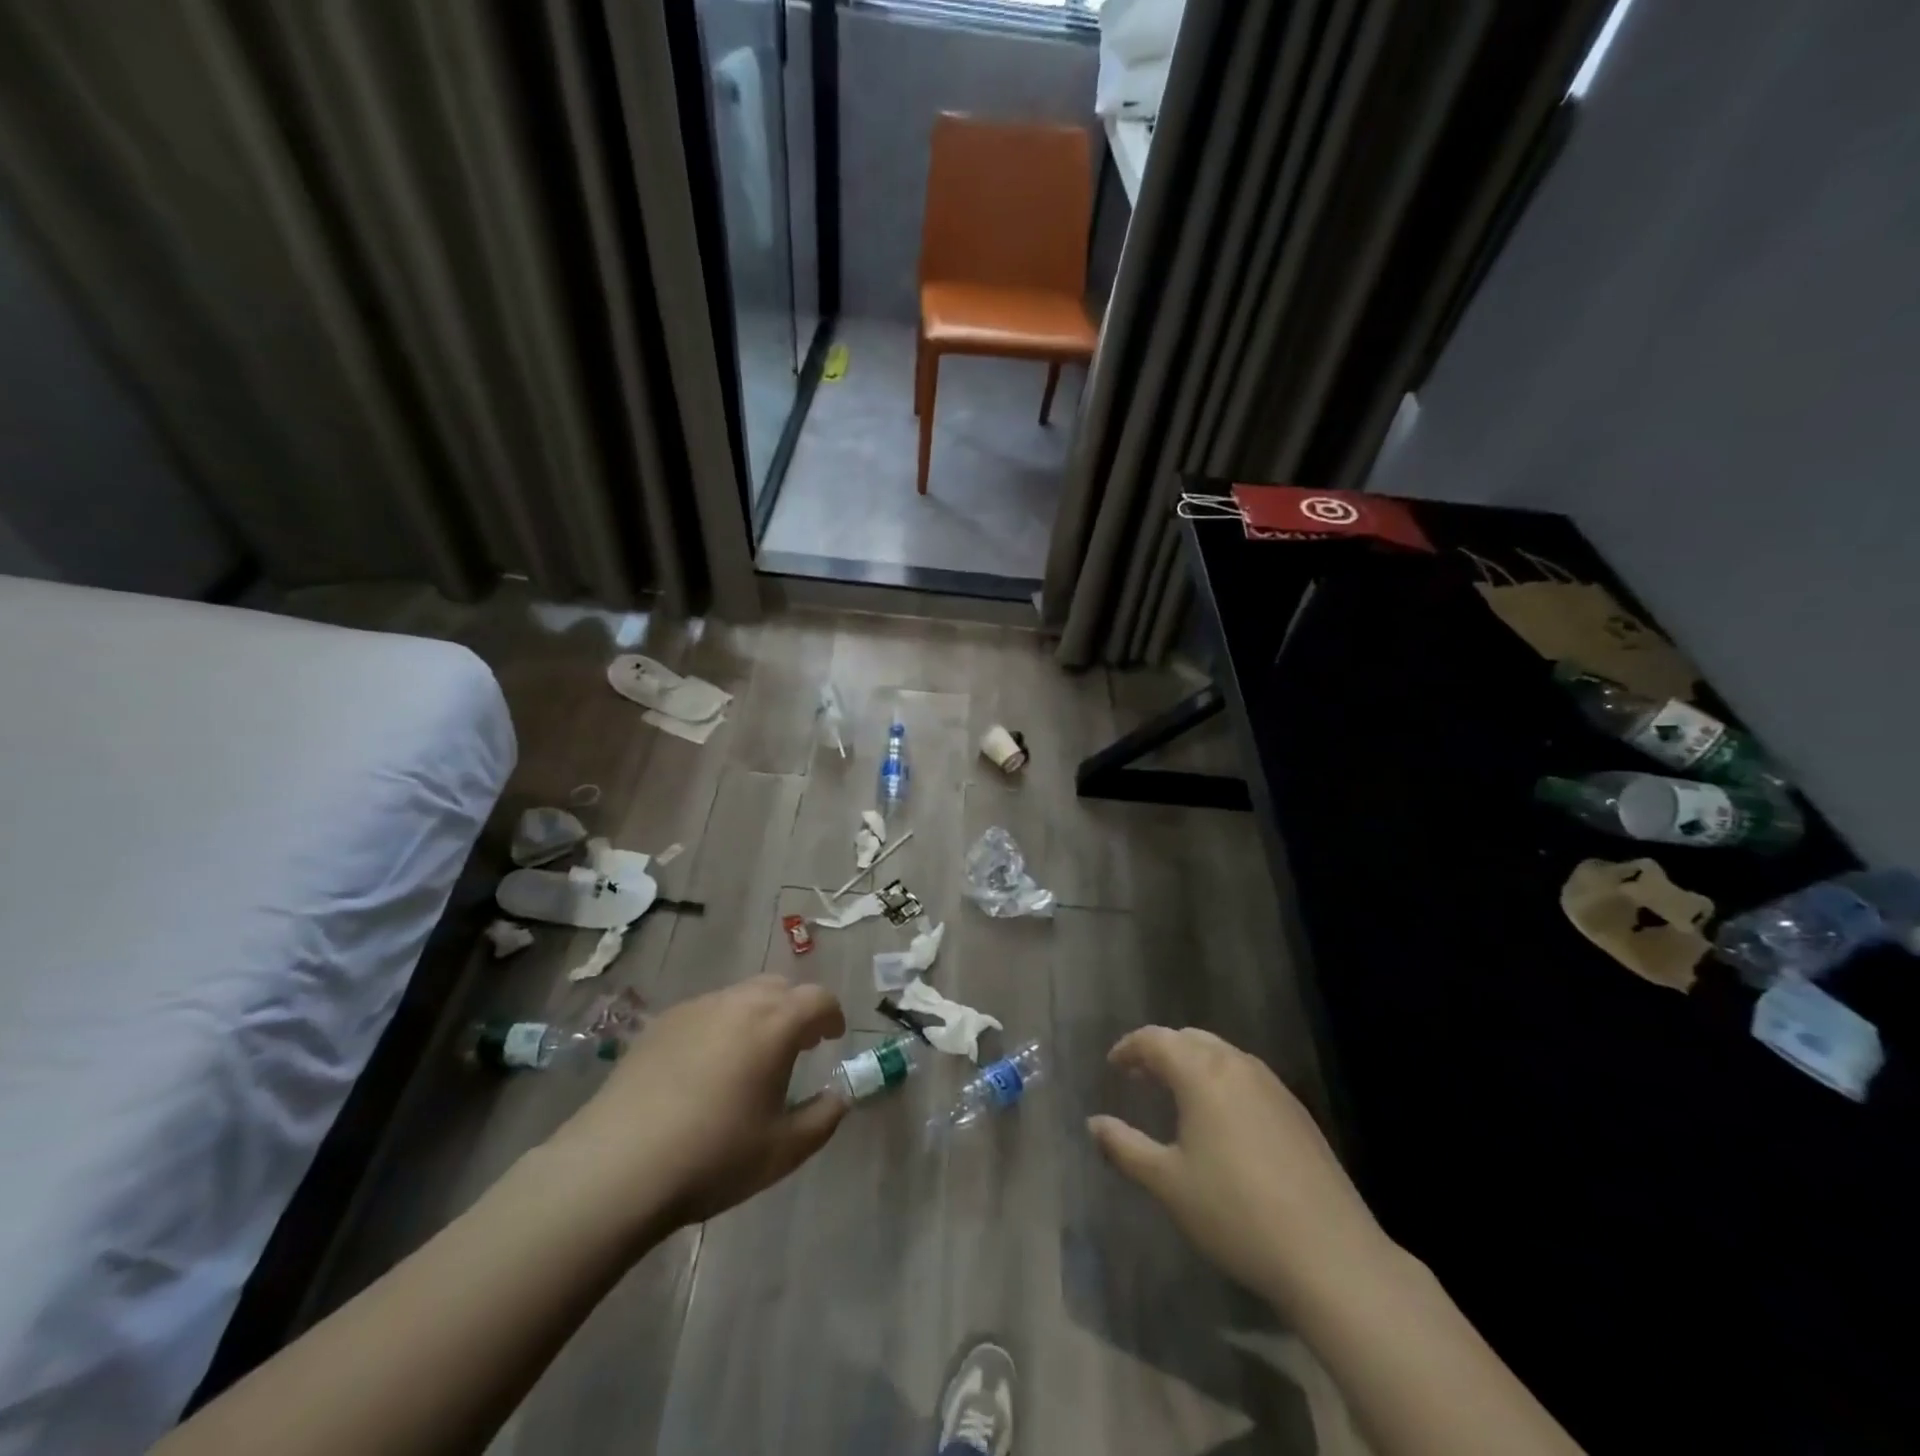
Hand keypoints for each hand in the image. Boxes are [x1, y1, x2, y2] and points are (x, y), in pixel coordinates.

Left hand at [547, 975, 847, 1234]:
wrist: (616, 1167)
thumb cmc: (713, 1157)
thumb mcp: (783, 1151)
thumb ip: (823, 1118)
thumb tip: (838, 1097)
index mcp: (775, 1024)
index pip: (818, 998)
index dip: (831, 1015)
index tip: (831, 1039)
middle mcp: (738, 1002)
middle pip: (779, 987)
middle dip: (795, 1010)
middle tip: (796, 1046)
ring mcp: (695, 1008)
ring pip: (740, 995)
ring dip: (757, 1015)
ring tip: (749, 1058)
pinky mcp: (660, 1024)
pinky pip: (705, 1011)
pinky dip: (720, 1026)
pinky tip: (704, 1069)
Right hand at [1088, 1026, 1387, 1309]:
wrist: (1330, 1255)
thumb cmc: (1235, 1213)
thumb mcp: (1168, 1184)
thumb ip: (1125, 1147)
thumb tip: (1093, 1123)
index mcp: (1202, 1073)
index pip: (1156, 1040)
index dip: (1129, 1048)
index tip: (1113, 1066)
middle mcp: (1237, 1066)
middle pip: (1191, 1039)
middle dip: (1161, 1050)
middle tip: (1140, 1075)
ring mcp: (1273, 1087)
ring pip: (1223, 1054)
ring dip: (1194, 1063)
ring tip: (1177, 1094)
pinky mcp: (1297, 1112)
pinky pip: (1248, 1077)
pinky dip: (1222, 1080)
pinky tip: (1222, 1119)